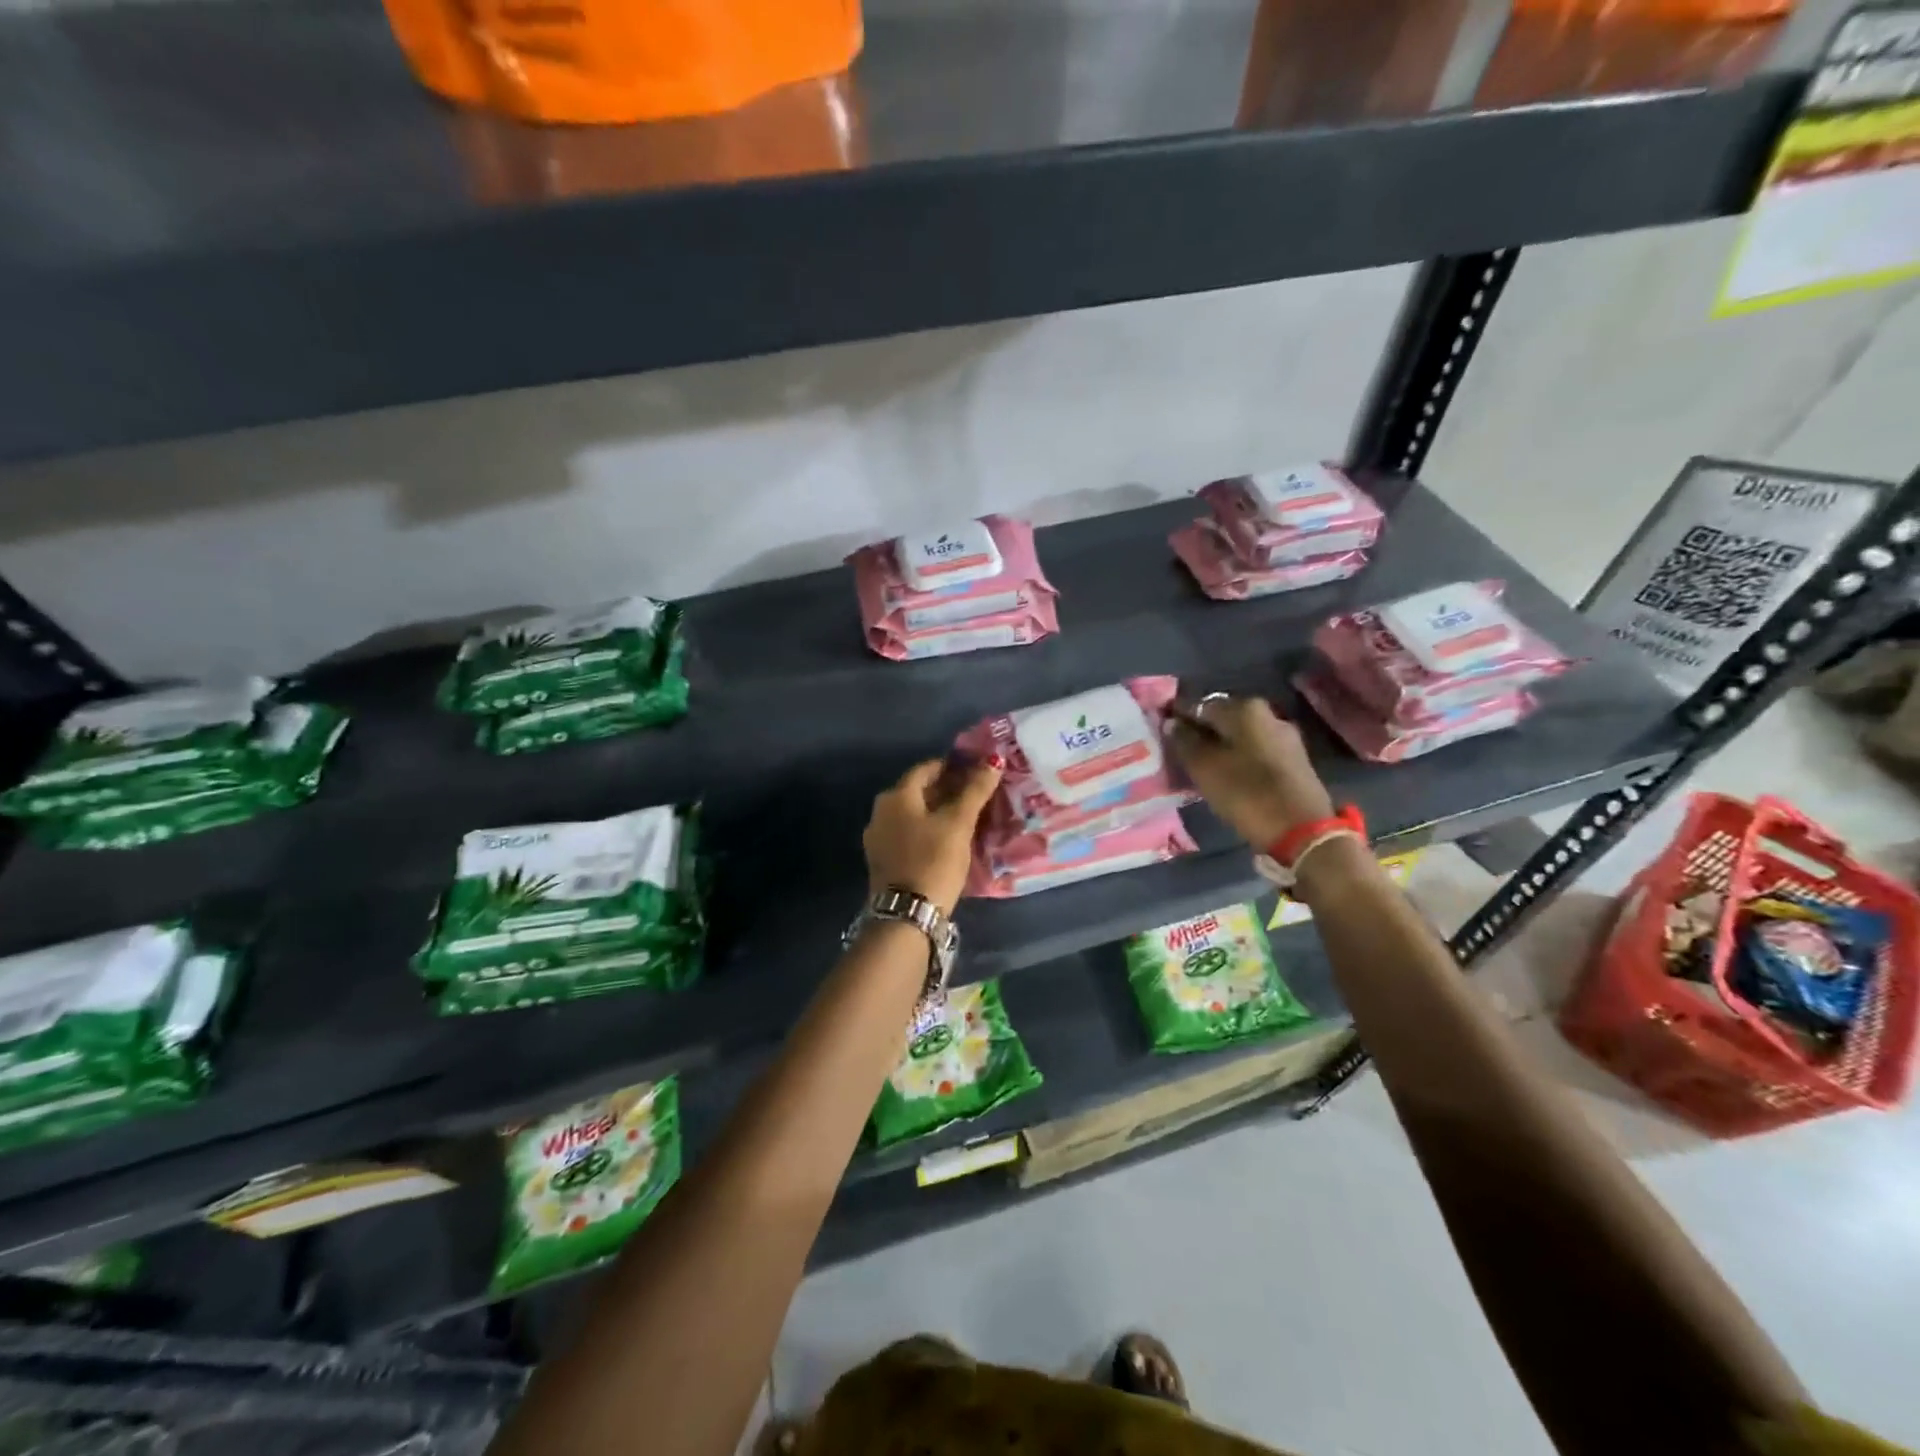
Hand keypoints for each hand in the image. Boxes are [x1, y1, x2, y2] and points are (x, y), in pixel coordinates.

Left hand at [863, 755, 1002, 912]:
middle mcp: (881, 811)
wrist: (907, 914)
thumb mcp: (959, 824)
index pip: (926, 769)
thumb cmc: (934, 860)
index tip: (976, 770)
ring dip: (937, 811)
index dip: (952, 766)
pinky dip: (927, 830)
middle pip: (918, 791)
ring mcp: (878, 837)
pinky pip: (908, 834)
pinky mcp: (883, 860)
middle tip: (976, 794)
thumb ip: (975, 791)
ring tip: (966, 817)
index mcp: (896, 796)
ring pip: (913, 814)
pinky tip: (946, 840)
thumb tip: (994, 760)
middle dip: (946, 789)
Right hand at [1167, 695, 1333, 849]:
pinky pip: (1256, 750)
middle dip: (1201, 733)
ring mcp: (1285, 736)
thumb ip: (1185, 741)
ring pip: (1240, 736)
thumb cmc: (1246, 793)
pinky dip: (1238, 758)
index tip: (1163, 734)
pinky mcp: (1294, 759)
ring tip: (1201, 768)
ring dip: (1220, 747)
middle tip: (1180, 754)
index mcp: (1244, 708)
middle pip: (1222, 719)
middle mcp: (1267, 714)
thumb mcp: (1204, 767)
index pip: (1199, 705)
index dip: (1179, 718)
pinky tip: (1228, 775)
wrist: (1302, 830)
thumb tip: (1172, 722)